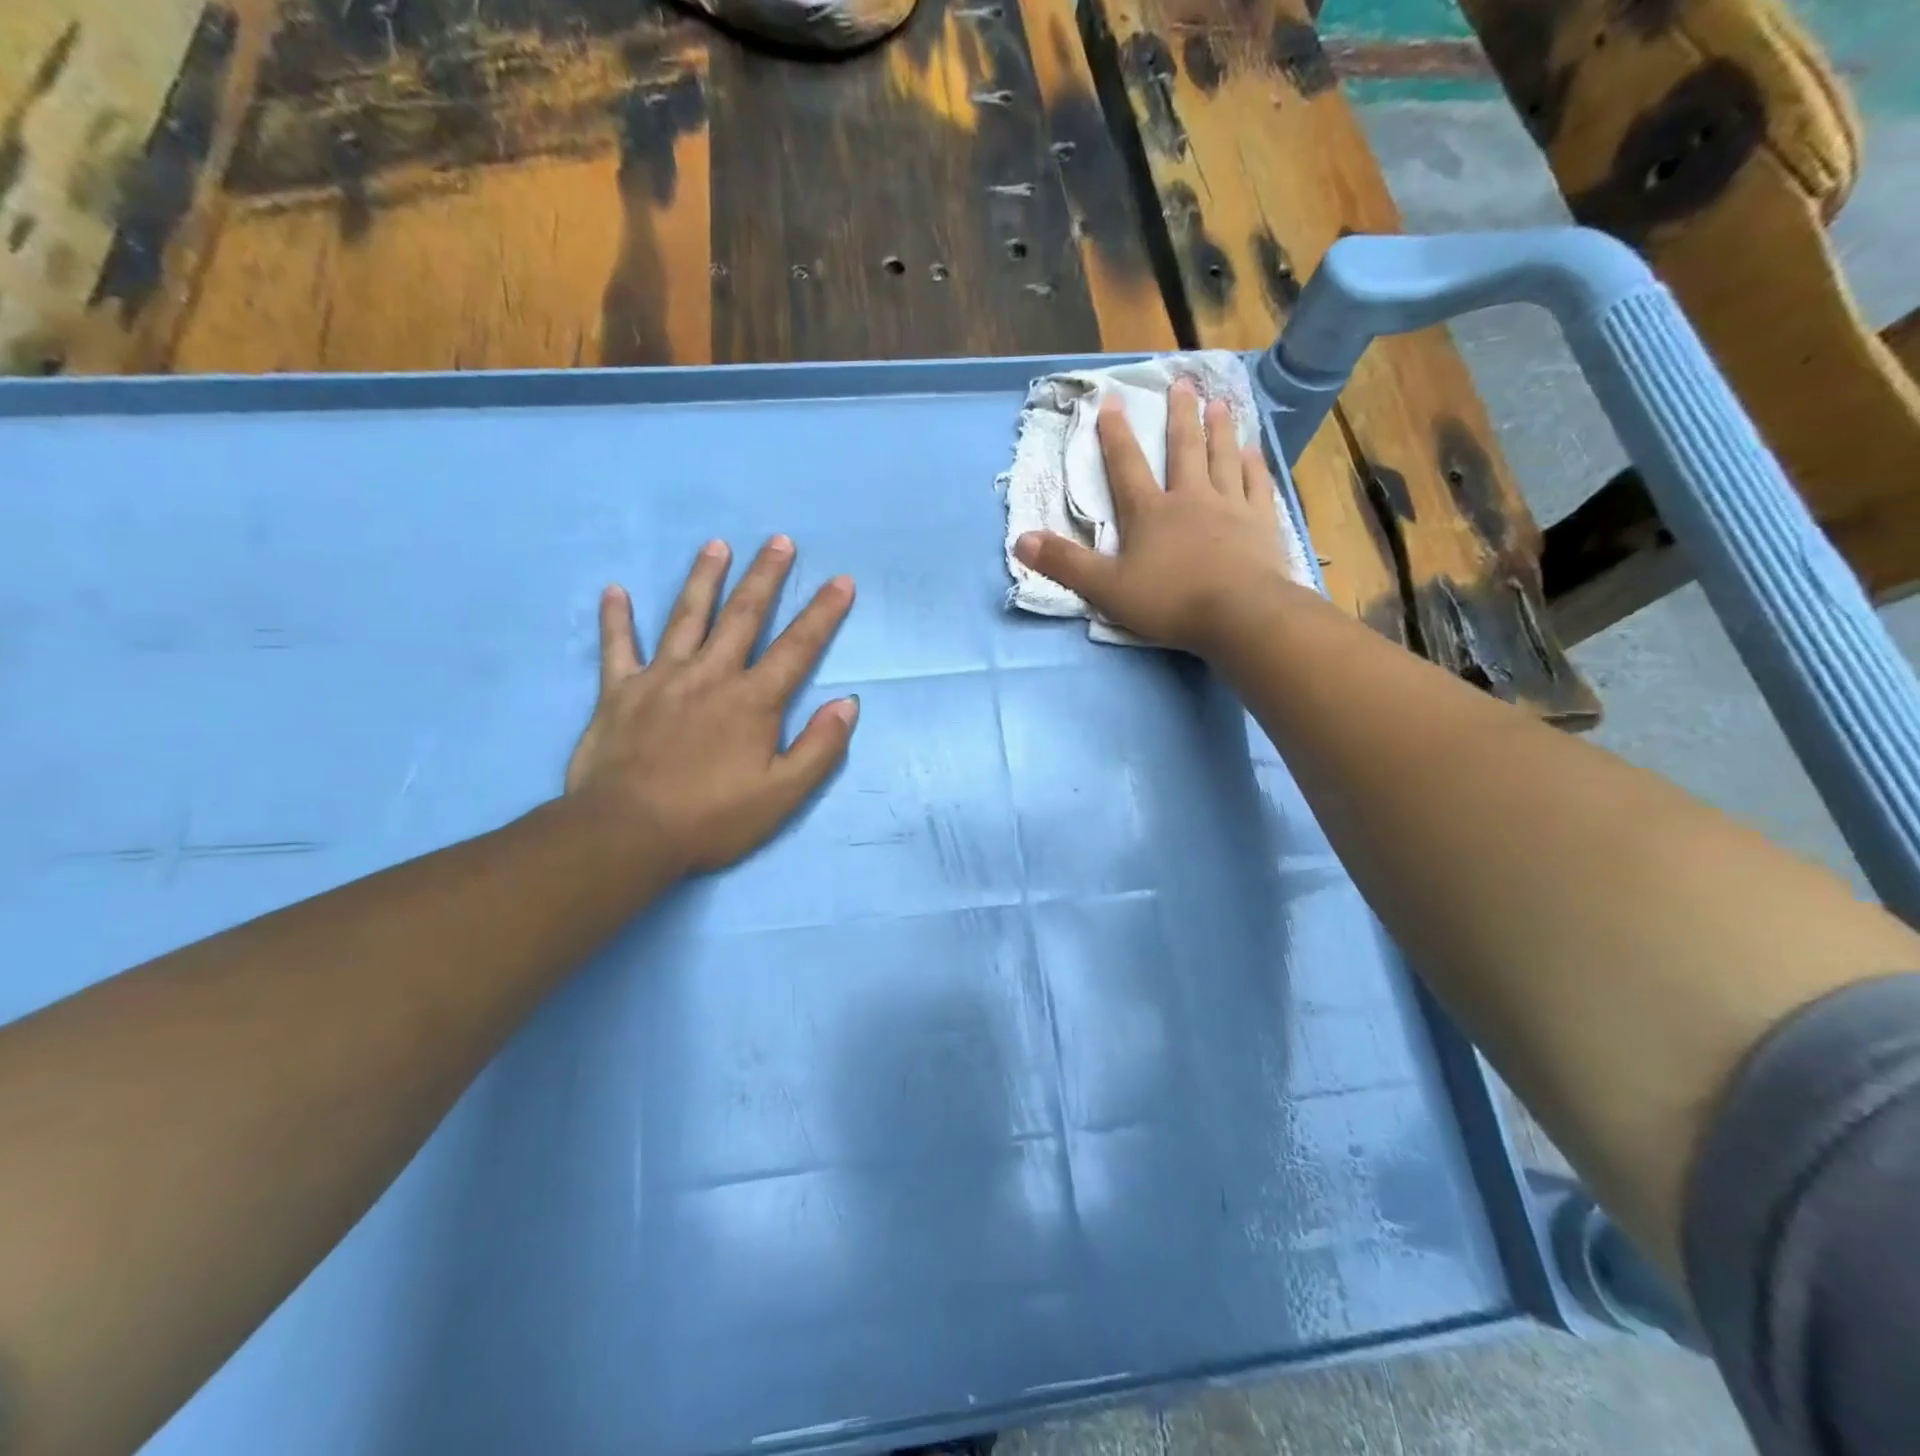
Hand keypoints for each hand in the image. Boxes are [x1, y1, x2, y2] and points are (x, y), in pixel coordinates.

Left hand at [565, 536, 857, 874]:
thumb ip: (820, 748)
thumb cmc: (712, 818)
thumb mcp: (782, 795)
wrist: (627, 834)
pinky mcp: (619, 692)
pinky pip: (618, 647)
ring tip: (716, 545)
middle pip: (743, 616)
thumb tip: (848, 703)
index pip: (797, 647)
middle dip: (765, 577)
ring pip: (686, 618)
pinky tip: (614, 590)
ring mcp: (661, 679)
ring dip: (704, 579)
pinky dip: (616, 619)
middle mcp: (710, 676)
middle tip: (779, 541)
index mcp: (753, 700)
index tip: (842, 580)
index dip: (823, 613)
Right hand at [1014, 380, 1298, 656]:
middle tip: (1182, 384)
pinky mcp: (1261, 523)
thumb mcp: (1106, 588)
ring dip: (1219, 429)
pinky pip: (1257, 485)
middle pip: (1183, 449)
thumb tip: (1020, 540)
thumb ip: (1065, 563)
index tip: (1111, 401)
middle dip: (1179, 416)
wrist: (1239, 614)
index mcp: (1149, 513)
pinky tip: (1254, 451)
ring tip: (1218, 403)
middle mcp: (1190, 498)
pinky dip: (1254, 466)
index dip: (1116, 435)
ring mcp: (1230, 507)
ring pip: (1223, 458)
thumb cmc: (1169, 601)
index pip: (1126, 466)